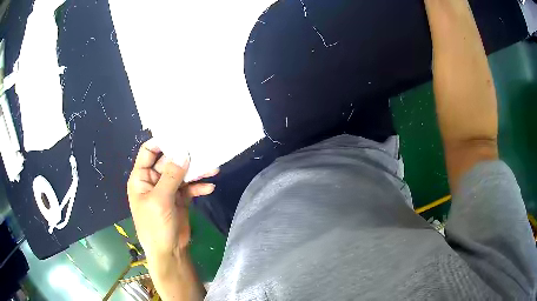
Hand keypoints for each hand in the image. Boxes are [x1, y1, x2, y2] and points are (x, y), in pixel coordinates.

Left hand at [127, 139, 217, 259]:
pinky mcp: (180, 199)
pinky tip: (209, 187)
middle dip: (184, 158)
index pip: (148, 152)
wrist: (169, 252)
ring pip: (182, 174)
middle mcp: (154, 181)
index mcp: (141, 178)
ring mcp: (168, 190)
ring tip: (213, 168)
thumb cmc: (155, 226)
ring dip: (196, 172)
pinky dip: (199, 187)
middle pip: (168, 162)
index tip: (179, 135)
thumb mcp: (160, 199)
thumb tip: (183, 152)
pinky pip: (190, 188)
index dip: (160, 143)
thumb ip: (171, 175)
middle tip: (202, 149)